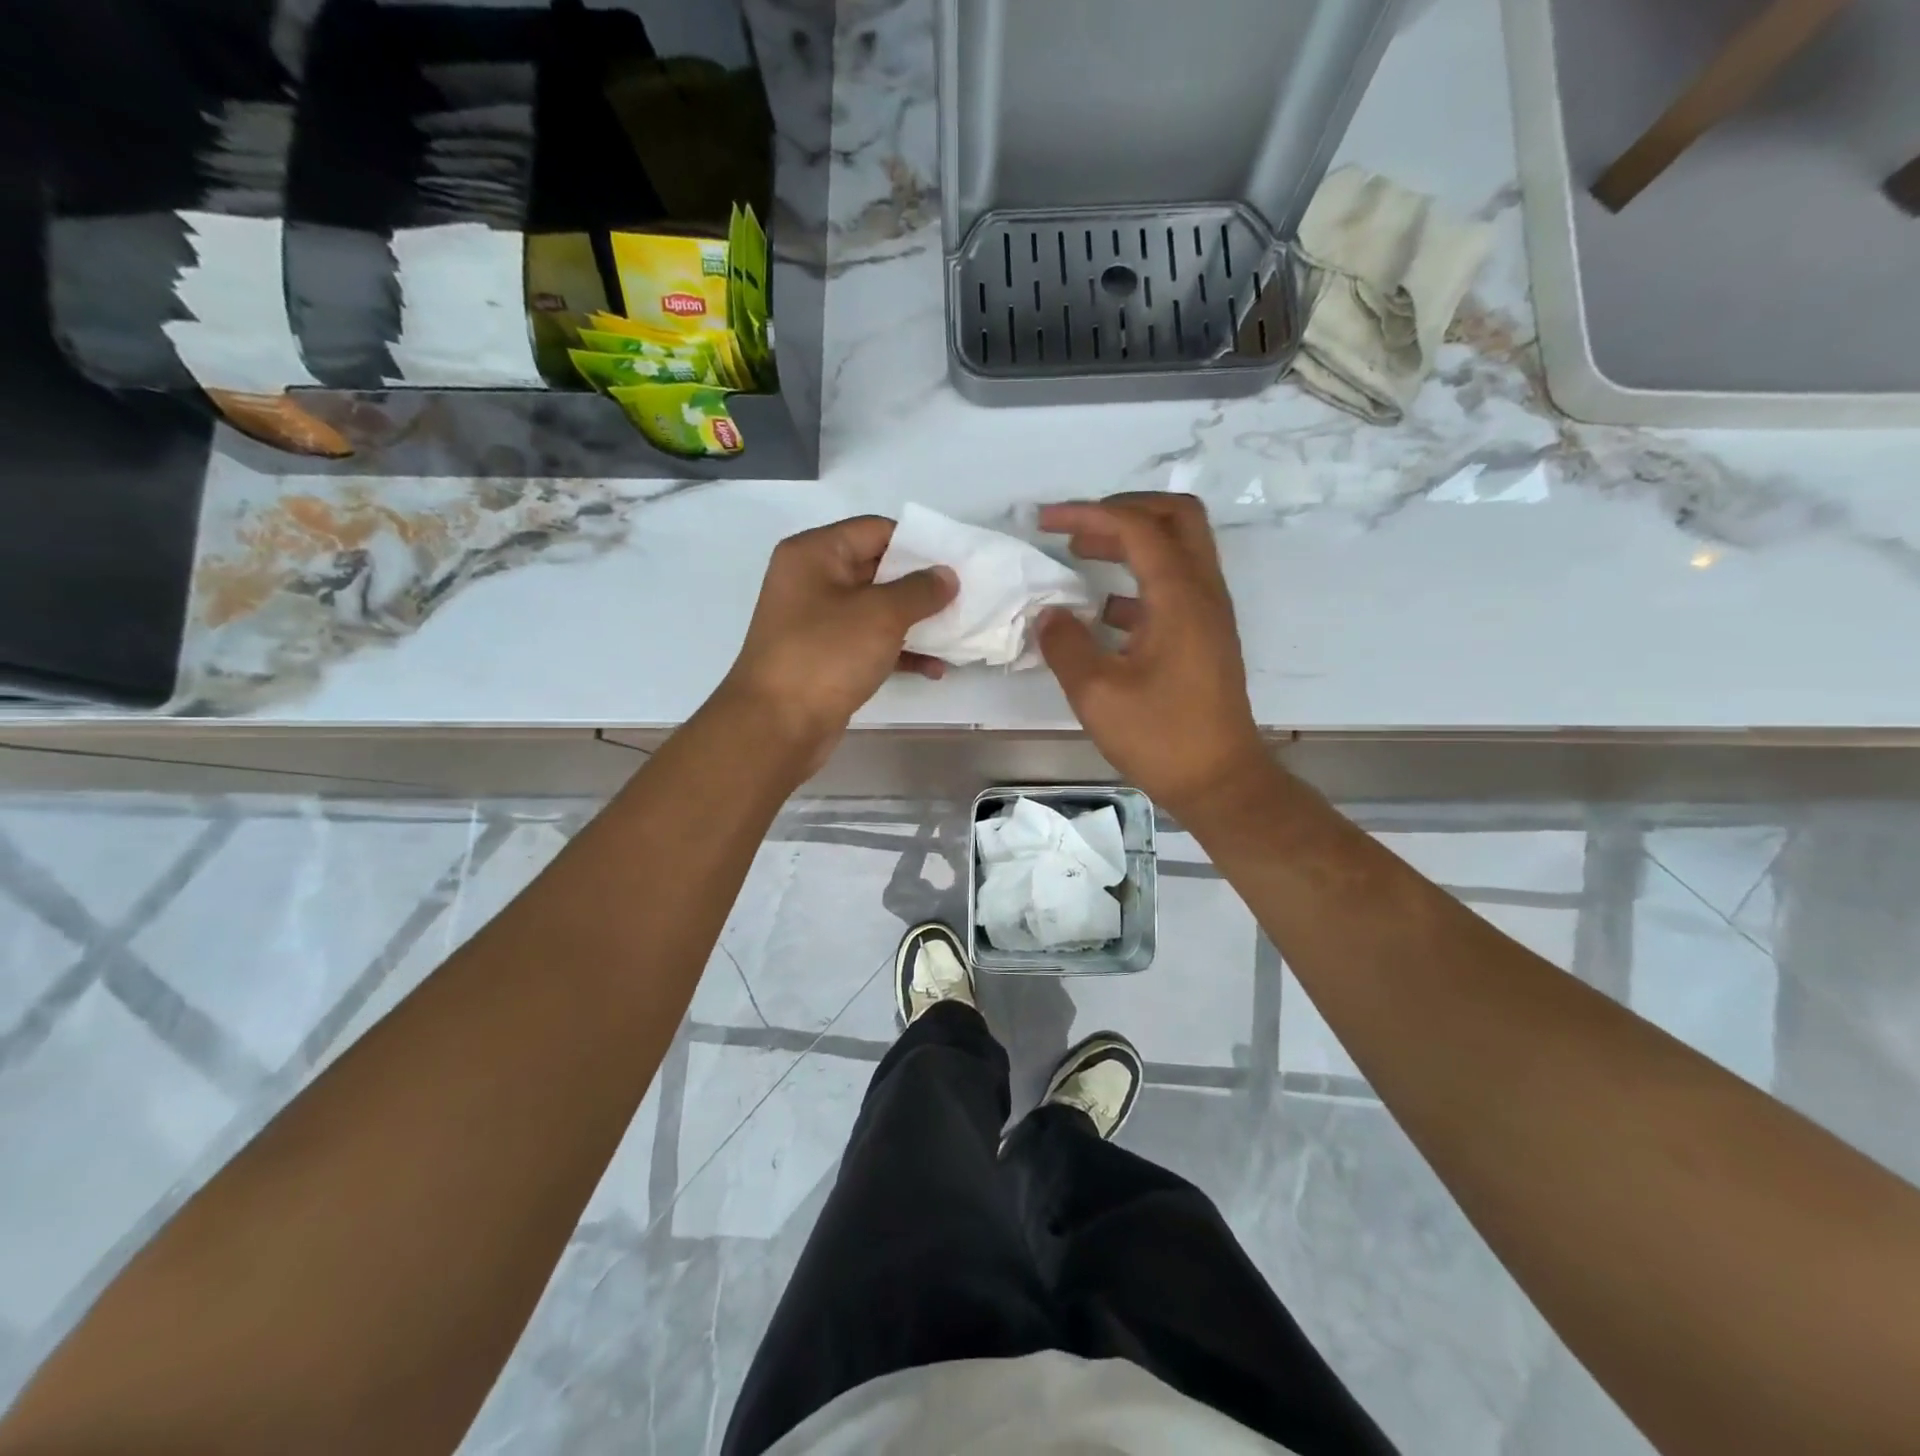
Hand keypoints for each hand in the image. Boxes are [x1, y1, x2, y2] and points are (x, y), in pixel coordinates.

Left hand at [719, 515, 956, 766]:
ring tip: (957, 634)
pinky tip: (934, 668)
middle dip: (921, 586)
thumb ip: (920, 590)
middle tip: (964, 597)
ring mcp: (817, 622)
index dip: (918, 544)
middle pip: (878, 569)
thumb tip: (947, 576)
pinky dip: (899, 651)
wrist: (777, 725)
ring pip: (877, 610)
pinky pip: (869, 643)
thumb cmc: (826, 655)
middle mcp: (812, 580)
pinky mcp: (825, 657)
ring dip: (916, 622)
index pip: (876, 530)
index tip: (956, 563)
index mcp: (815, 553)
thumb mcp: (881, 615)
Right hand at [1037, 494, 1269, 816]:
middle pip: (1175, 517)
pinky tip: (1104, 611)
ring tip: (1082, 556)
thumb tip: (1049, 614)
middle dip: (1122, 511)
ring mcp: (1209, 613)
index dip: (1087, 515)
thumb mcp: (1097, 693)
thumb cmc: (1161, 737)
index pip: (1136, 527)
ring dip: (1132, 541)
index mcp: (1179, 597)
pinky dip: (1139, 579)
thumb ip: (1065, 645)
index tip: (1045, 522)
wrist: (1220, 781)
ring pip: (1179, 548)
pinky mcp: (1205, 636)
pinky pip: (1175, 584)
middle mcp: (1203, 592)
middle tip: (1077, 529)